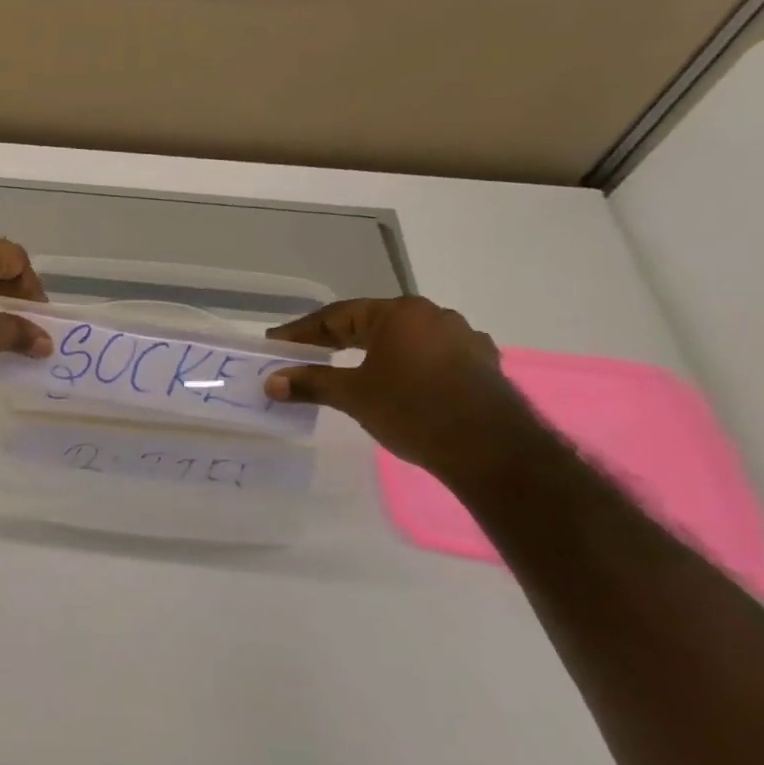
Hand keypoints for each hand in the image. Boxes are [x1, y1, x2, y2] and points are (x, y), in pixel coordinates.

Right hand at [264, 297, 543, 477]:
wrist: (493, 451)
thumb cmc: (413, 410)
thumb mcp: (352, 395)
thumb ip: (309, 383)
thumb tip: (270, 382)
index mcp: (399, 313)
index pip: (338, 315)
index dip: (302, 331)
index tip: (277, 343)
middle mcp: (433, 315)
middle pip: (371, 323)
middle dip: (336, 340)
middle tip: (305, 354)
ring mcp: (464, 339)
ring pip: (404, 340)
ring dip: (374, 352)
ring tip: (350, 369)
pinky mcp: (483, 365)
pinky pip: (432, 358)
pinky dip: (407, 367)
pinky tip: (400, 384)